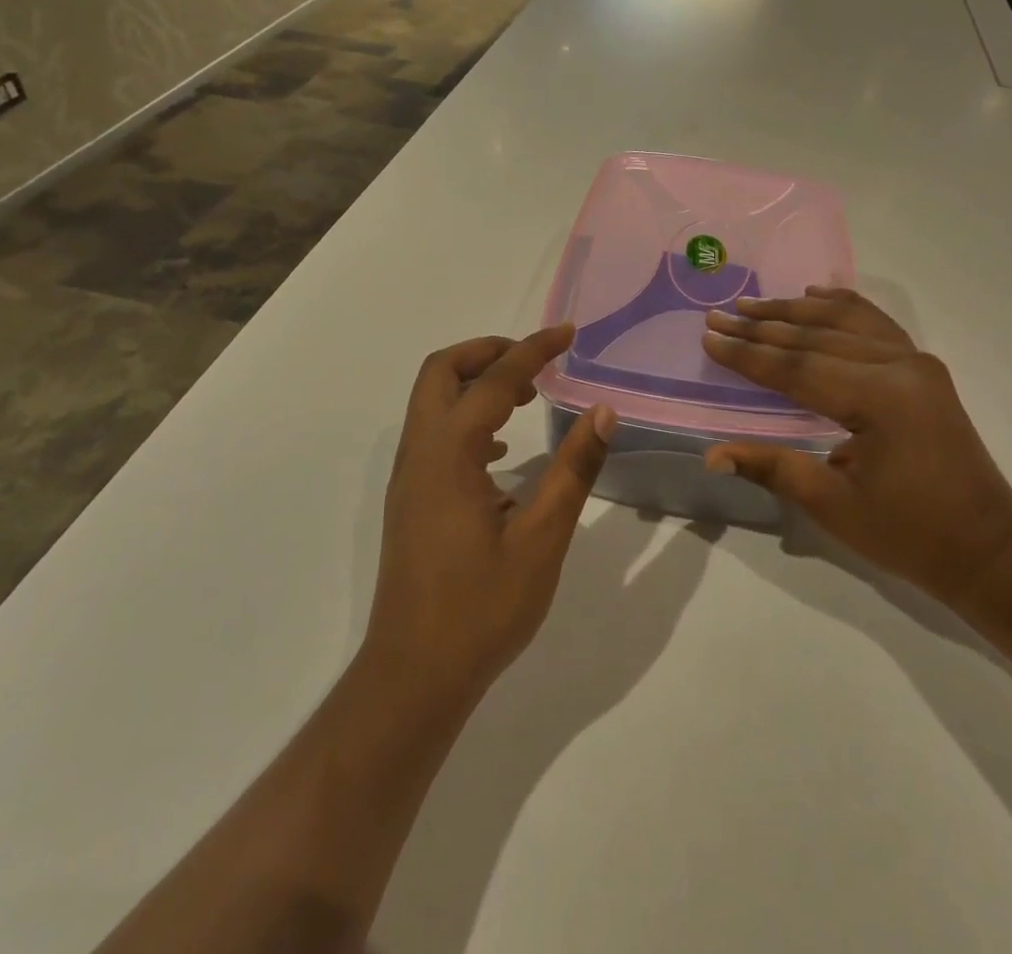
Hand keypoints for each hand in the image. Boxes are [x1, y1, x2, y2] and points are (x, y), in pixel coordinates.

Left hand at [365, 325, 615, 706]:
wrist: (414, 677)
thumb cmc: (482, 609)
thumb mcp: (542, 538)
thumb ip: (574, 469)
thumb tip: (602, 412)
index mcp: (450, 454)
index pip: (494, 380)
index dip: (534, 349)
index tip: (569, 333)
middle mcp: (420, 454)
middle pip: (441, 371)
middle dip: (488, 351)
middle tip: (536, 359)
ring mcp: (409, 477)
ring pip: (432, 400)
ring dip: (476, 382)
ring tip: (526, 395)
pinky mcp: (410, 500)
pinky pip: (433, 432)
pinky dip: (466, 416)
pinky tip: (501, 451)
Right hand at [700, 287, 1011, 607]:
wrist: (988, 548)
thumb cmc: (910, 534)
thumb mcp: (835, 507)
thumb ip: (774, 468)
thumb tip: (712, 454)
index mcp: (880, 399)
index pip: (797, 368)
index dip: (749, 355)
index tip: (710, 336)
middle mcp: (900, 366)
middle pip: (817, 337)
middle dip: (763, 327)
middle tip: (720, 313)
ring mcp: (916, 361)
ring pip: (845, 321)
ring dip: (795, 311)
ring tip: (752, 303)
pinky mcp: (923, 368)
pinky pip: (875, 324)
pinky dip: (842, 306)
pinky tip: (816, 295)